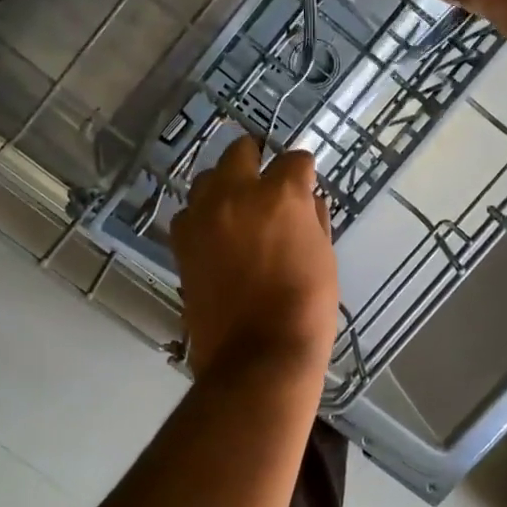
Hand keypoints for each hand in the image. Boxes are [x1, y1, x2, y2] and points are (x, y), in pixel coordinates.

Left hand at [170, 136, 338, 379]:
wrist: (258, 355)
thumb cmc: (306, 306)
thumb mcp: (324, 257)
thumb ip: (313, 219)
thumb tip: (307, 200)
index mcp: (281, 194)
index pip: (295, 160)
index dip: (303, 171)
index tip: (305, 182)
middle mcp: (237, 193)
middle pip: (241, 151)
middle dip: (256, 159)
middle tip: (266, 181)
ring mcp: (203, 216)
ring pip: (207, 178)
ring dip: (224, 185)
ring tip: (236, 208)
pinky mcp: (182, 242)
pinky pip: (188, 213)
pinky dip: (202, 216)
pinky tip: (215, 235)